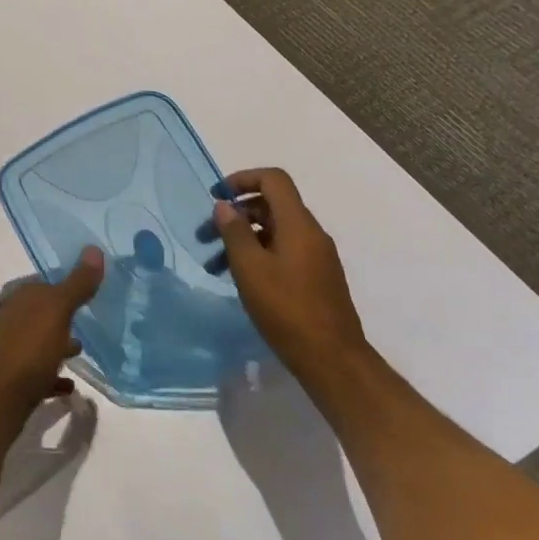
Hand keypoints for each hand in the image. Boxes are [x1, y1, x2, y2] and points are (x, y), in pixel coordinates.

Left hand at [0, 249, 103, 434]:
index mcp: (19, 298)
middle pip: (40, 313)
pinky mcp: (13, 381)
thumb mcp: (57, 310)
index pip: (44, 284)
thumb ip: (77, 284)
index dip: (65, 286)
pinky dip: (53, 376)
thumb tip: (94, 249)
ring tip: (82, 351)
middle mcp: (11, 319)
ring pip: (39, 342)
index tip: (89, 292)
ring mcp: (10, 350)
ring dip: (57, 344)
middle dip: (62, 316)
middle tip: (89, 322)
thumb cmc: (27, 348)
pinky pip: (38, 374)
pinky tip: (70, 387)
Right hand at [211, 168, 365, 377]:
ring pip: (274, 231)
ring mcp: (316, 257)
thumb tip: (224, 206)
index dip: (242, 179)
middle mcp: (311, 234)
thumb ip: (235, 232)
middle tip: (205, 235)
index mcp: (298, 224)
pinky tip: (240, 279)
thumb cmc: (287, 310)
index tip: (217, 196)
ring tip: (214, 264)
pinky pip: (283, 251)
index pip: (273, 180)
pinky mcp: (316, 278)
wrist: (333, 361)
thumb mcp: (250, 268)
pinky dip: (258, 254)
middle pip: (271, 205)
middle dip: (235, 214)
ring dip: (243, 238)